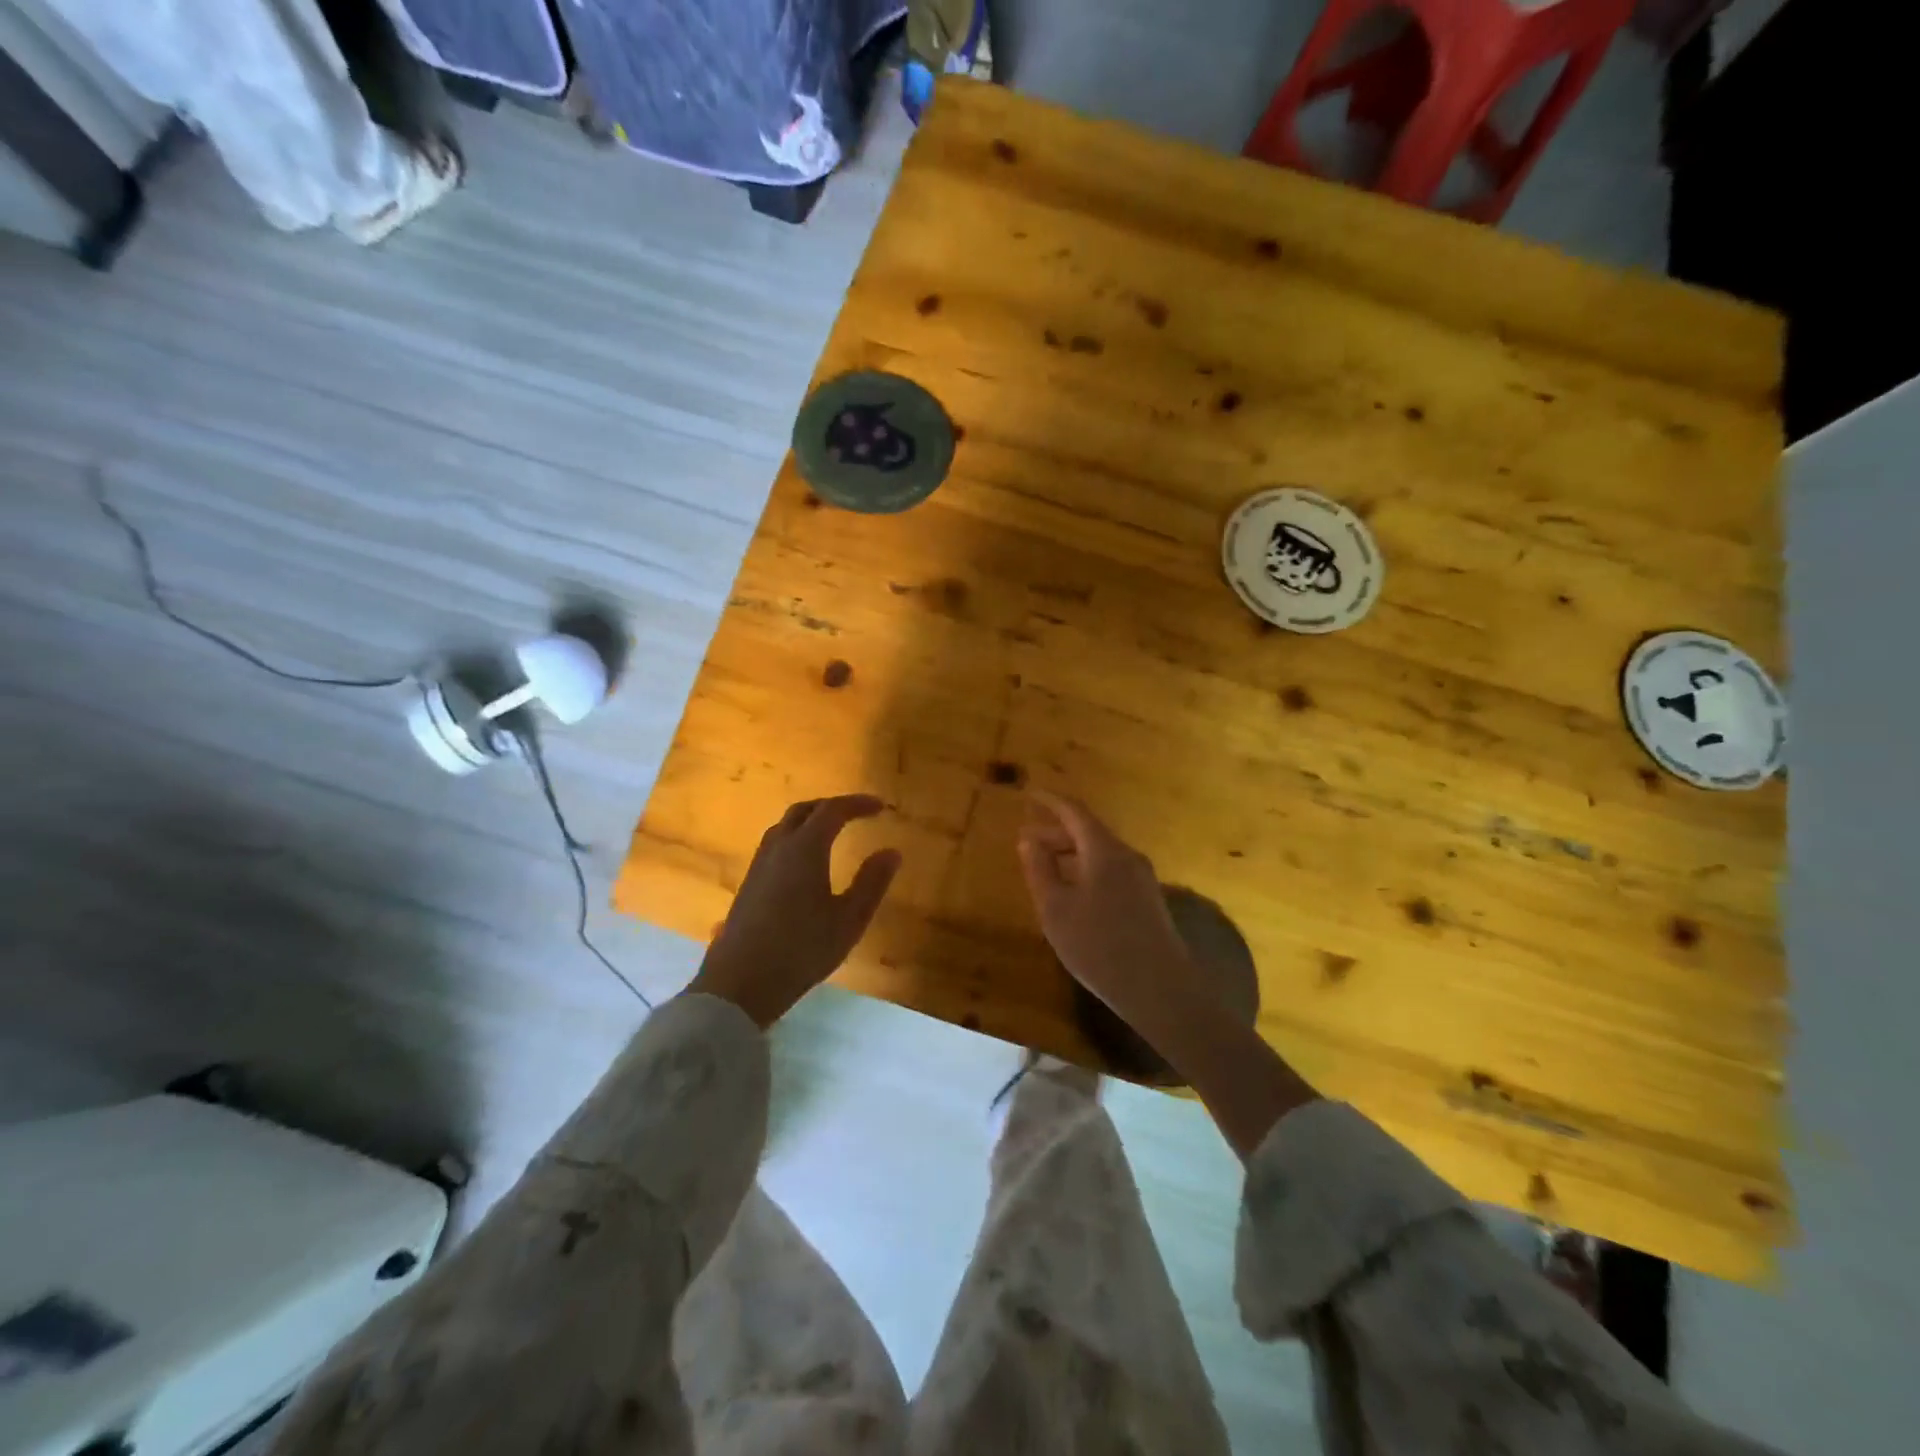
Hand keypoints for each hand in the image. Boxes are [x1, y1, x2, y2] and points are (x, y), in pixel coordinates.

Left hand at [688, 795, 901, 1027]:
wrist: (740, 983)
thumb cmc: (801, 949)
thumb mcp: (849, 920)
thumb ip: (872, 883)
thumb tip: (892, 852)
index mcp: (805, 848)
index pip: (833, 810)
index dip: (858, 804)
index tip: (880, 807)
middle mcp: (778, 847)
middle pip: (804, 811)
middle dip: (832, 806)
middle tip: (856, 814)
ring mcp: (759, 865)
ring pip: (785, 826)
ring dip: (810, 820)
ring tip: (832, 833)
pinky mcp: (749, 883)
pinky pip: (775, 844)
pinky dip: (796, 838)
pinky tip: (805, 863)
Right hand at [1016, 791, 1197, 1038]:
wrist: (1160, 989)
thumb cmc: (1099, 946)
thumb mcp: (1056, 909)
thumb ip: (1039, 869)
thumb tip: (1028, 839)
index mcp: (1104, 850)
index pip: (1074, 811)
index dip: (1050, 801)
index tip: (1029, 794)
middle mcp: (1127, 856)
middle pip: (1088, 831)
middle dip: (1056, 831)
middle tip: (1026, 840)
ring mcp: (1142, 877)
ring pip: (1100, 852)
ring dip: (1071, 852)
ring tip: (1045, 866)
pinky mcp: (1148, 899)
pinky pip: (1111, 869)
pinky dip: (1086, 868)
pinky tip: (1073, 892)